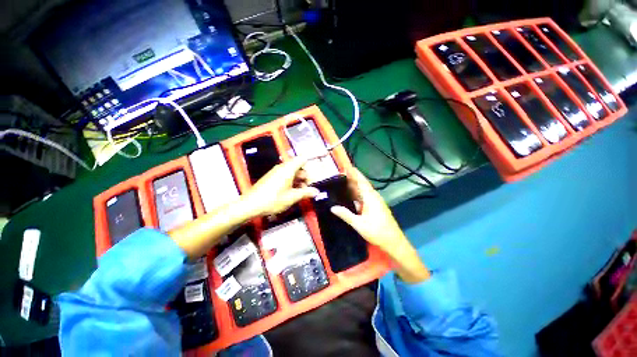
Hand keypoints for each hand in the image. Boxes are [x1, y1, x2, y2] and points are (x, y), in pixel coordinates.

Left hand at [244, 156, 319, 217]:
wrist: (251, 205)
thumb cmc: (273, 200)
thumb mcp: (292, 197)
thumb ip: (306, 193)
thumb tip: (316, 191)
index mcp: (288, 169)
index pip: (302, 159)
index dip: (311, 162)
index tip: (316, 171)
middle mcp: (282, 167)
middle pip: (298, 166)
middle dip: (305, 176)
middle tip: (308, 188)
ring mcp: (276, 172)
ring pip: (292, 171)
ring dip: (299, 180)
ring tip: (301, 192)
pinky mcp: (272, 177)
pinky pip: (285, 175)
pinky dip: (291, 181)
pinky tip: (292, 192)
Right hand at [330, 168, 408, 252]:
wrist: (393, 242)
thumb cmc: (377, 232)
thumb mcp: (359, 224)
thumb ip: (346, 215)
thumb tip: (332, 207)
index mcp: (371, 198)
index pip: (362, 182)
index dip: (355, 174)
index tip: (348, 167)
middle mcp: (374, 197)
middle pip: (362, 185)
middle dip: (353, 179)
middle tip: (341, 175)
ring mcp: (376, 202)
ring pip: (364, 191)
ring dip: (355, 187)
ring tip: (344, 183)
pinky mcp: (376, 208)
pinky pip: (365, 197)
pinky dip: (358, 195)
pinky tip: (352, 197)